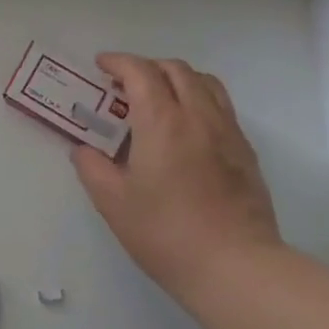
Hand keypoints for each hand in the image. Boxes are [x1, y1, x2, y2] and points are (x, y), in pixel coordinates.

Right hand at [73, 54, 284, 301]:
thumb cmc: (166, 233)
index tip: (101, 66)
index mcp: (162, 121)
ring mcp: (227, 131)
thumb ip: (92, 168)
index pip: (140, 72)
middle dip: (147, 67)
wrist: (235, 267)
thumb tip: (83, 149)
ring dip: (177, 78)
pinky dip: (199, 99)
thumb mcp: (114, 203)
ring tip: (160, 97)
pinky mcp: (245, 151)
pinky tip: (188, 128)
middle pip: (175, 69)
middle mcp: (198, 115)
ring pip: (205, 82)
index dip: (118, 62)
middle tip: (125, 84)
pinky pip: (222, 106)